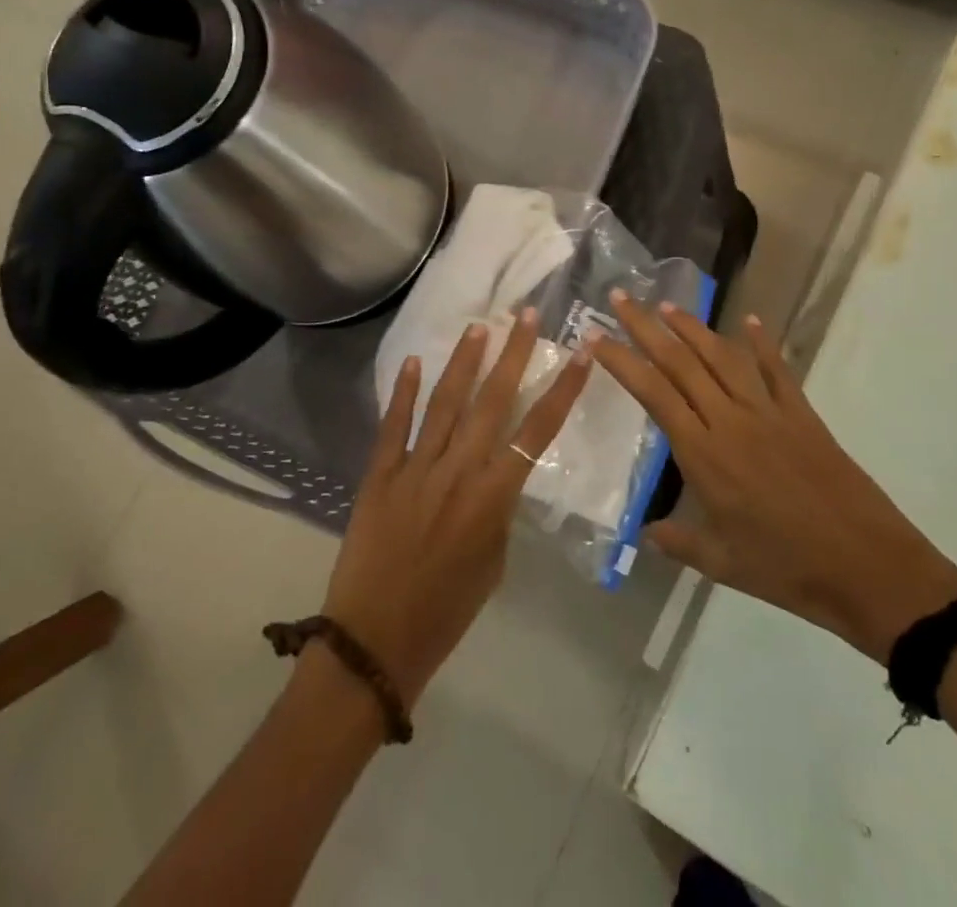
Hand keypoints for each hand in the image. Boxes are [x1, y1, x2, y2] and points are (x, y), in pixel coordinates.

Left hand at [321, 310, 588, 703]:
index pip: (539, 431)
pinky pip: (394, 425)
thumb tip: (498, 474)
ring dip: (464, 362)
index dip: (563, 389)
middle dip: (512, 355)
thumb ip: (499, 509)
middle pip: (493, 402)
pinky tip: (416, 361)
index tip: (581, 353)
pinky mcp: (379, 474)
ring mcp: (416, 468)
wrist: (375, 640)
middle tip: (524, 315)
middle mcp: (459, 471)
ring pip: (445, 403)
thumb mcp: (494, 561)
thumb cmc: (447, 611)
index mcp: (494, 496)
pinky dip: (405, 392)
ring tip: (479, 326)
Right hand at [595, 296, 956, 664]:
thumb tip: (645, 534)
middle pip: (680, 363)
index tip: (597, 337)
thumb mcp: (722, 565)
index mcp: (704, 455)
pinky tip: (751, 320)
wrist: (868, 568)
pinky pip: (777, 370)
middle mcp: (731, 421)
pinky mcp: (802, 414)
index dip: (622, 362)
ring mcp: (769, 412)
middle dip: (646, 327)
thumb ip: (678, 543)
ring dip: (693, 327)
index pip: (653, 394)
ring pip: (723, 357)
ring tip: (667, 305)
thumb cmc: (787, 570)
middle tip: (621, 298)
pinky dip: (762, 343)